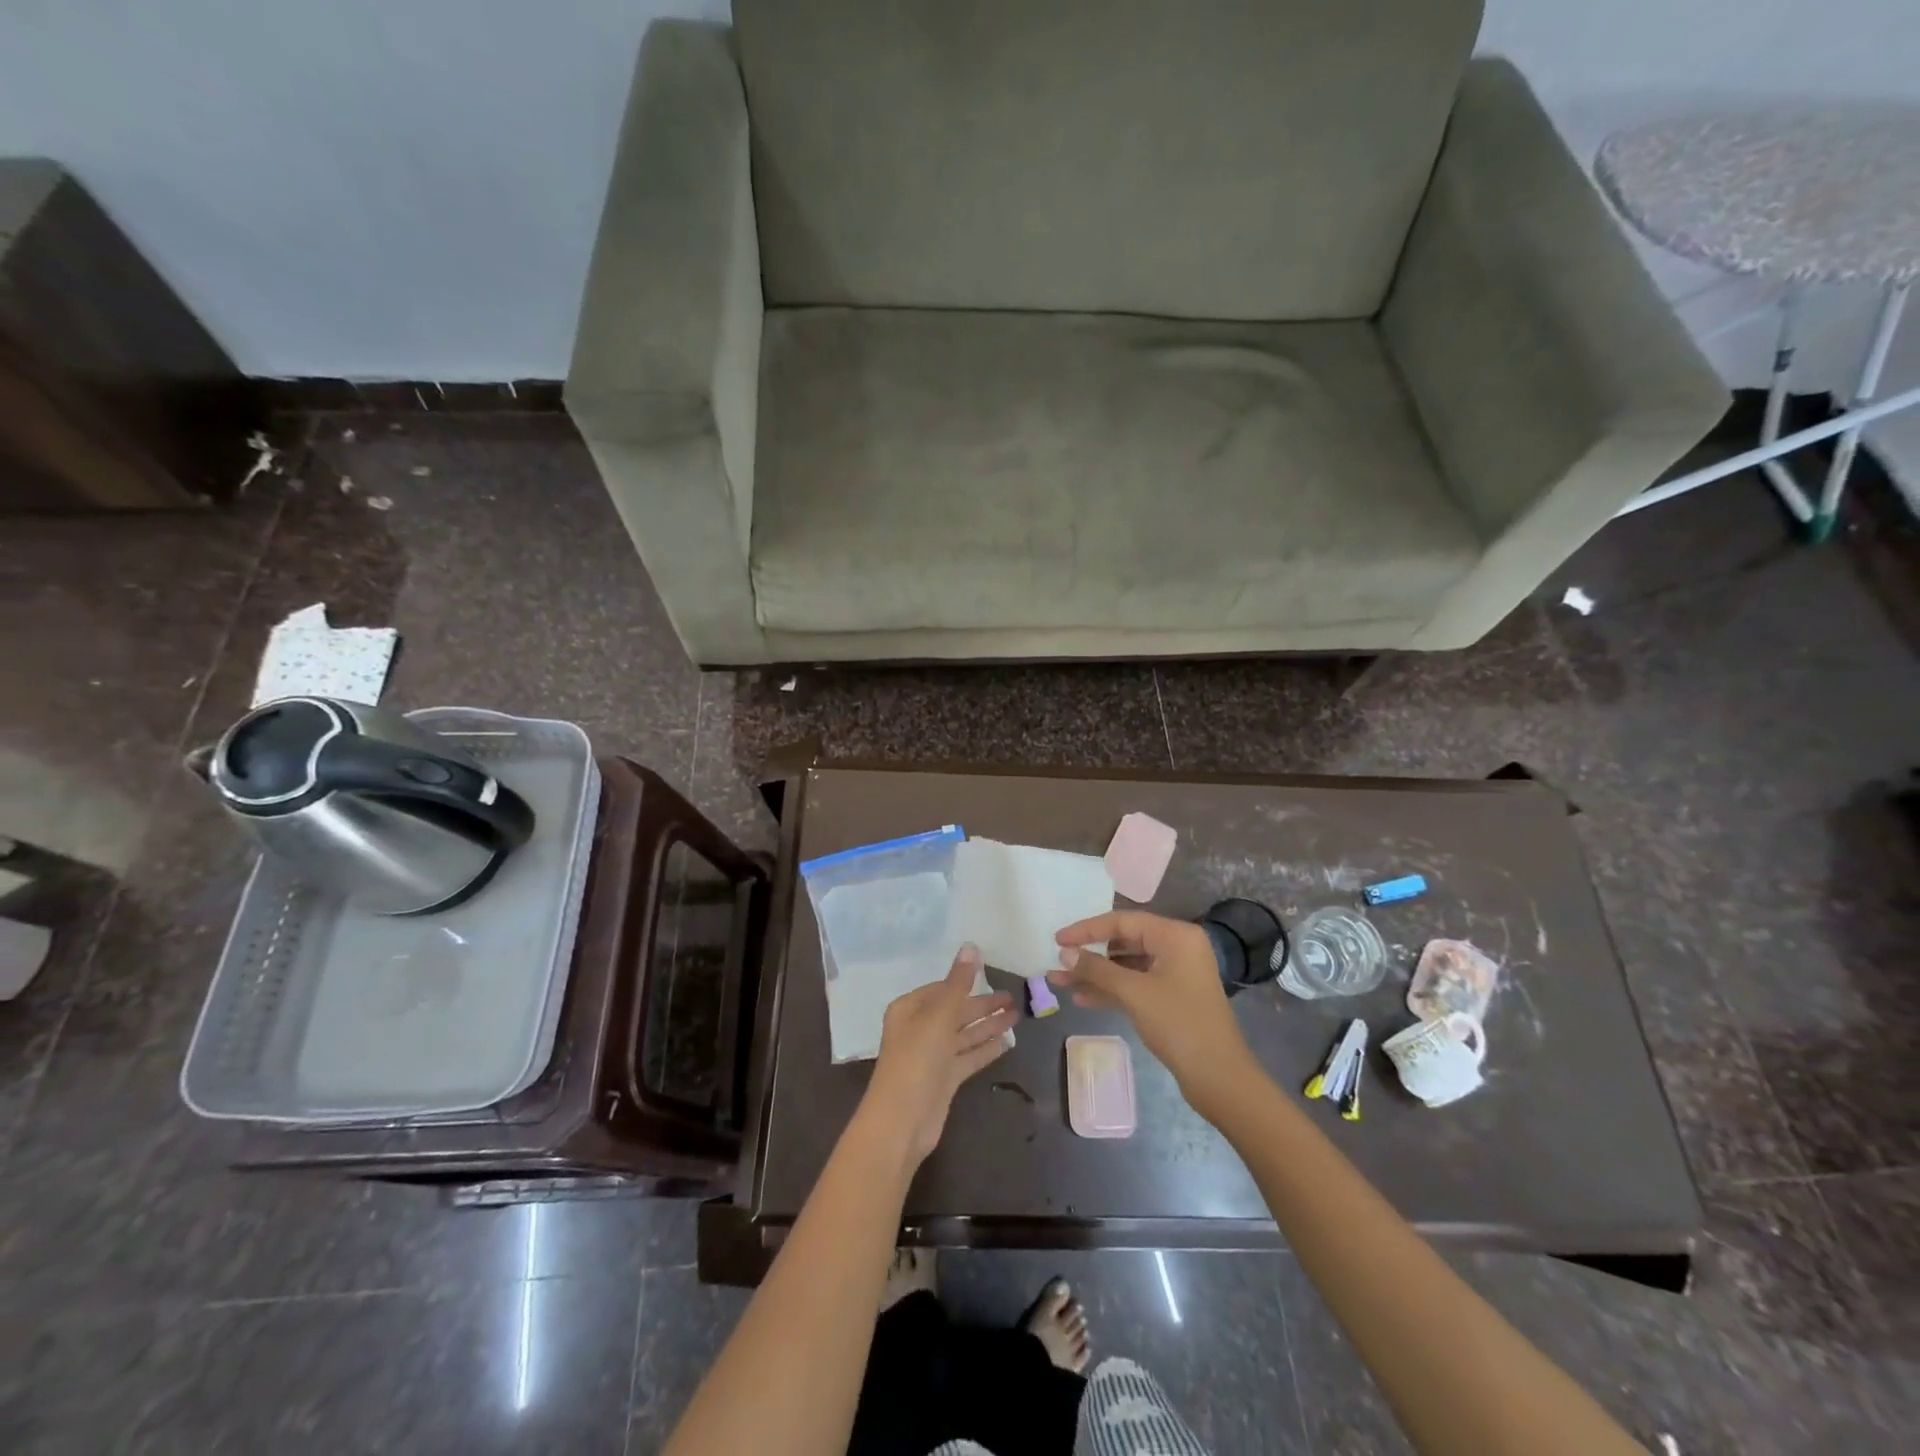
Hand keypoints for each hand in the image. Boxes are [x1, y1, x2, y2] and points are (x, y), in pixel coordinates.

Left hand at [860, 945, 1017, 1166]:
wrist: (902, 1121)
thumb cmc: (917, 1059)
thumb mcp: (939, 1016)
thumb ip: (958, 982)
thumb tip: (971, 946)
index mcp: (910, 1009)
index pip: (942, 988)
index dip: (966, 982)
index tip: (992, 974)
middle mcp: (919, 1029)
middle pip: (956, 1011)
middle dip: (983, 1005)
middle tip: (1014, 998)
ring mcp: (932, 1056)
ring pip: (964, 1034)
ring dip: (988, 1025)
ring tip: (1017, 1016)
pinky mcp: (944, 1079)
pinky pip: (968, 1057)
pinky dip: (985, 1049)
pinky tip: (1006, 1043)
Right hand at [1051, 911, 1254, 1106]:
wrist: (1219, 1078)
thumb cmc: (1179, 1024)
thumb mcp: (1134, 993)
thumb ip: (1097, 969)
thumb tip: (1064, 954)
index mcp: (1175, 935)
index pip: (1122, 921)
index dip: (1086, 929)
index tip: (1057, 939)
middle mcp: (1177, 947)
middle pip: (1124, 941)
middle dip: (1089, 955)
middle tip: (1057, 962)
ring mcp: (1175, 973)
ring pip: (1127, 966)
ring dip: (1096, 974)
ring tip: (1060, 982)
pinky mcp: (1172, 997)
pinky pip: (1135, 984)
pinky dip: (1111, 990)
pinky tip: (1082, 998)